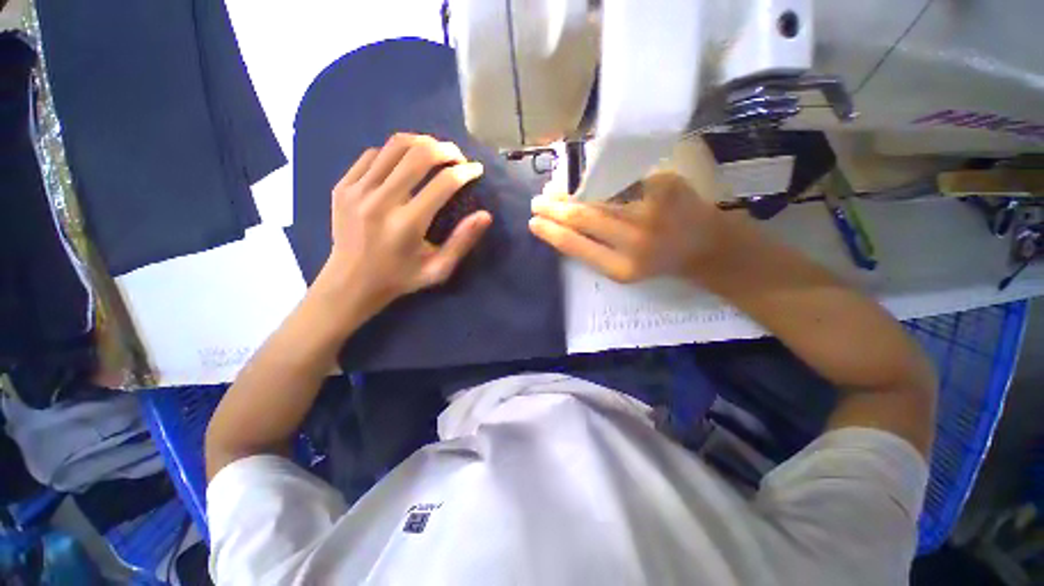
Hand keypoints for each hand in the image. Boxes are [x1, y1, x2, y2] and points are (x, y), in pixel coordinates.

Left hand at [315, 133, 492, 310]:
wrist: (350, 282)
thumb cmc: (401, 278)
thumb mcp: (439, 269)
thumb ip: (462, 242)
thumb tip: (486, 215)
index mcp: (407, 224)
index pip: (443, 183)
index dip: (465, 172)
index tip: (476, 170)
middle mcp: (381, 201)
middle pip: (418, 154)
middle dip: (446, 149)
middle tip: (458, 157)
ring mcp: (357, 191)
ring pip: (394, 146)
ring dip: (421, 143)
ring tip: (435, 153)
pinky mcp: (343, 186)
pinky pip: (373, 155)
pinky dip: (394, 153)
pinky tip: (404, 165)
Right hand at [529, 172, 726, 281]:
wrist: (707, 245)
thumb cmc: (659, 262)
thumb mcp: (624, 270)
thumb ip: (594, 251)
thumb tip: (561, 226)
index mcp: (623, 267)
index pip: (575, 246)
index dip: (551, 232)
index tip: (533, 223)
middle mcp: (635, 239)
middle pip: (583, 217)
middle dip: (553, 208)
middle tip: (536, 202)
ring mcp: (651, 208)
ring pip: (597, 195)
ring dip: (570, 191)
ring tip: (554, 189)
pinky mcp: (663, 184)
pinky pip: (620, 180)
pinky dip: (598, 178)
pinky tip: (584, 178)